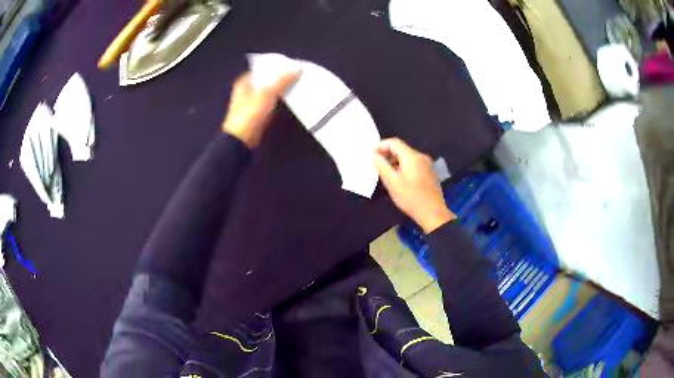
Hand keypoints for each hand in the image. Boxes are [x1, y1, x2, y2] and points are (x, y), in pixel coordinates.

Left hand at [222, 71, 299, 147]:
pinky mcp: (257, 114)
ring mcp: (251, 103)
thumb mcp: (267, 93)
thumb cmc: (251, 114)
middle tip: (297, 75)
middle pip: (267, 80)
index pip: (263, 68)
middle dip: (280, 78)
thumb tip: (297, 68)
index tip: (291, 66)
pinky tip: (290, 100)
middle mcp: (246, 90)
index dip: (276, 66)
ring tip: (297, 86)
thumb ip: (282, 80)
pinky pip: (271, 103)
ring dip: (281, 90)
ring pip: (270, 92)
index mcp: (244, 81)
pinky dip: (279, 101)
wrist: (241, 140)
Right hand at [373, 138, 455, 232]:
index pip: (394, 142)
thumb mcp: (392, 182)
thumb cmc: (411, 198)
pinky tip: (399, 178)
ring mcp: (427, 164)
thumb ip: (381, 166)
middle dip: (387, 154)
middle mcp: (421, 156)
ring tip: (386, 173)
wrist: (433, 213)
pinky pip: (413, 163)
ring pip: (407, 156)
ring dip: (395, 161)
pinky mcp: (429, 172)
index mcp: (412, 156)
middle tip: (377, 165)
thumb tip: (374, 154)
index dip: (381, 146)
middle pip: (401, 148)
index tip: (372, 156)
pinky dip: (403, 166)